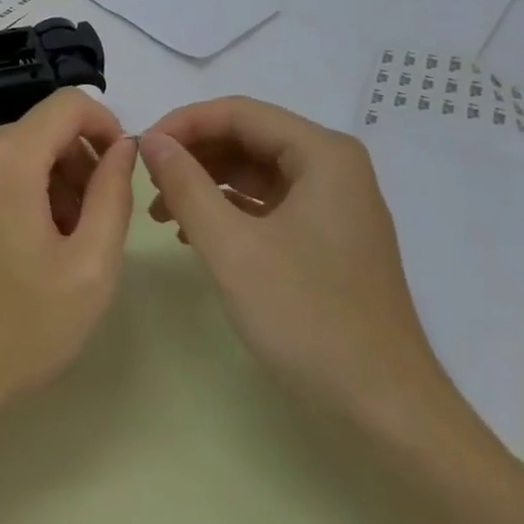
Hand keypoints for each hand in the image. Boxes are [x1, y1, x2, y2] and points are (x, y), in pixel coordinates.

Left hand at [0, 89, 137, 427]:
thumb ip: (113, 194)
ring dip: (56, 183)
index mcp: (7, 155)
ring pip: (24, 150)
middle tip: (94, 227)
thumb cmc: (19, 327)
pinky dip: (26, 192)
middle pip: (46, 129)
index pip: (70, 103)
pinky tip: (32, 248)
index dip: (108, 126)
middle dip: (81, 165)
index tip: (122, 173)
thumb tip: (123, 146)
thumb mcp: (90, 266)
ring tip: (64, 247)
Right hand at [140, 96, 450, 427]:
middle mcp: (333, 167)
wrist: (384, 411)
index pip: (239, 112)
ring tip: (161, 210)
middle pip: (248, 137)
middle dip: (193, 154)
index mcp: (322, 154)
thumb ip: (186, 184)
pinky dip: (227, 209)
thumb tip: (150, 140)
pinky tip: (192, 232)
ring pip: (254, 171)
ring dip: (205, 182)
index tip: (139, 150)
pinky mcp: (327, 237)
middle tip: (146, 180)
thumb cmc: (307, 318)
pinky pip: (267, 203)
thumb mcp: (231, 247)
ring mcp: (333, 204)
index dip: (183, 123)